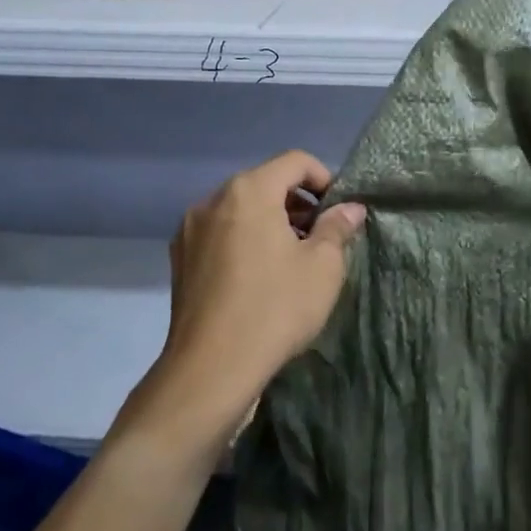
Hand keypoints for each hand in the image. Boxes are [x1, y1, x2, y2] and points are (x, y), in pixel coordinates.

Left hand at [125, 150, 365, 453]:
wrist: (211, 368)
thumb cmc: (275, 308)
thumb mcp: (322, 267)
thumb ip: (337, 228)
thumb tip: (350, 208)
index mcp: (248, 191)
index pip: (294, 162)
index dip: (324, 178)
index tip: (339, 211)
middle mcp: (212, 200)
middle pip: (265, 183)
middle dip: (298, 203)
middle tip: (322, 236)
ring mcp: (190, 230)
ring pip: (241, 210)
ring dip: (271, 222)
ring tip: (293, 258)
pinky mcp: (180, 260)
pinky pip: (221, 234)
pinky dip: (245, 240)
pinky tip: (260, 276)